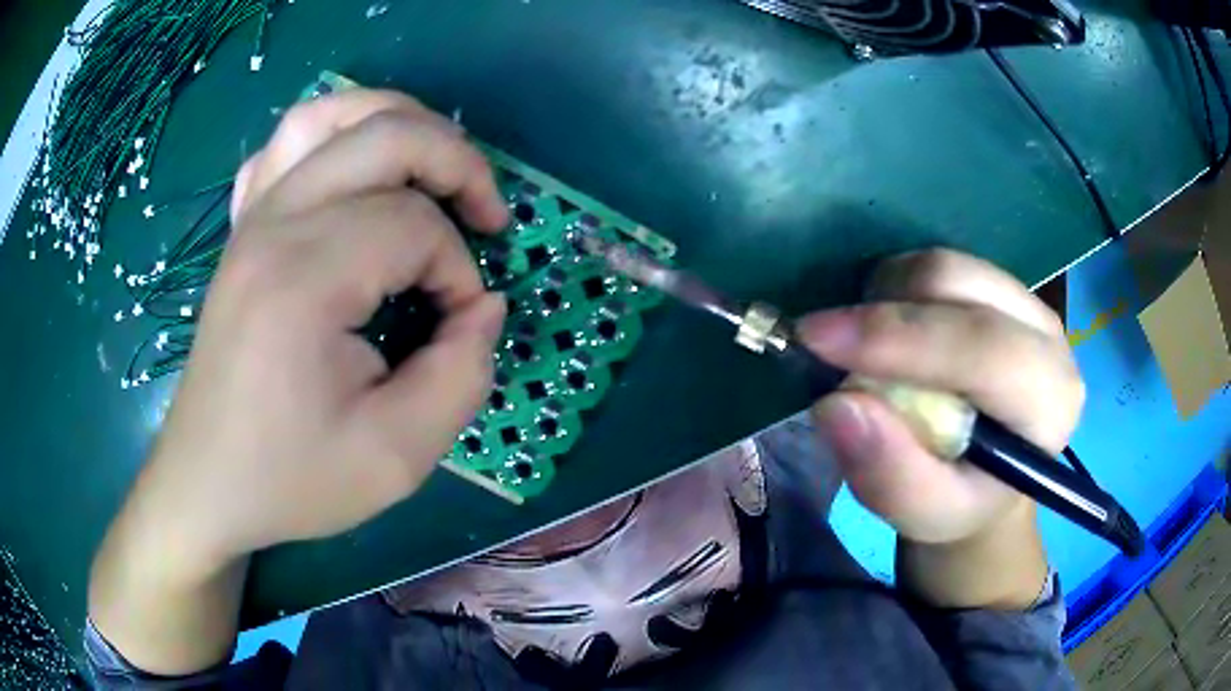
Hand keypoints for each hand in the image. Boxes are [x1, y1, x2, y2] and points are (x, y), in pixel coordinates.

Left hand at [90, 89, 508, 672]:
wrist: (207, 484)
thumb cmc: (291, 478)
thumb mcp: (396, 458)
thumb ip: (462, 376)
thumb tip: (485, 306)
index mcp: (303, 278)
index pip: (414, 225)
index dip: (458, 270)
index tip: (457, 327)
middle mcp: (274, 225)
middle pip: (385, 135)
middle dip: (456, 164)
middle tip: (486, 218)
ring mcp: (252, 218)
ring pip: (332, 113)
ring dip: (399, 123)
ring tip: (433, 168)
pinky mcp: (242, 229)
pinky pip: (286, 144)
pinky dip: (334, 136)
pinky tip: (353, 173)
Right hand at [798, 250, 1081, 606]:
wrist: (988, 475)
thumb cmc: (962, 500)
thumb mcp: (926, 516)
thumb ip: (890, 477)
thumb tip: (836, 406)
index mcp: (1048, 401)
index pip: (983, 347)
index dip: (900, 337)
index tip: (816, 339)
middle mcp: (1047, 336)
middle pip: (958, 284)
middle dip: (883, 310)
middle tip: (826, 346)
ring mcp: (1025, 300)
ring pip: (942, 265)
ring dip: (887, 298)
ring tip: (866, 351)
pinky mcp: (1000, 285)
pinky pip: (936, 266)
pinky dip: (896, 291)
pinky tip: (891, 333)